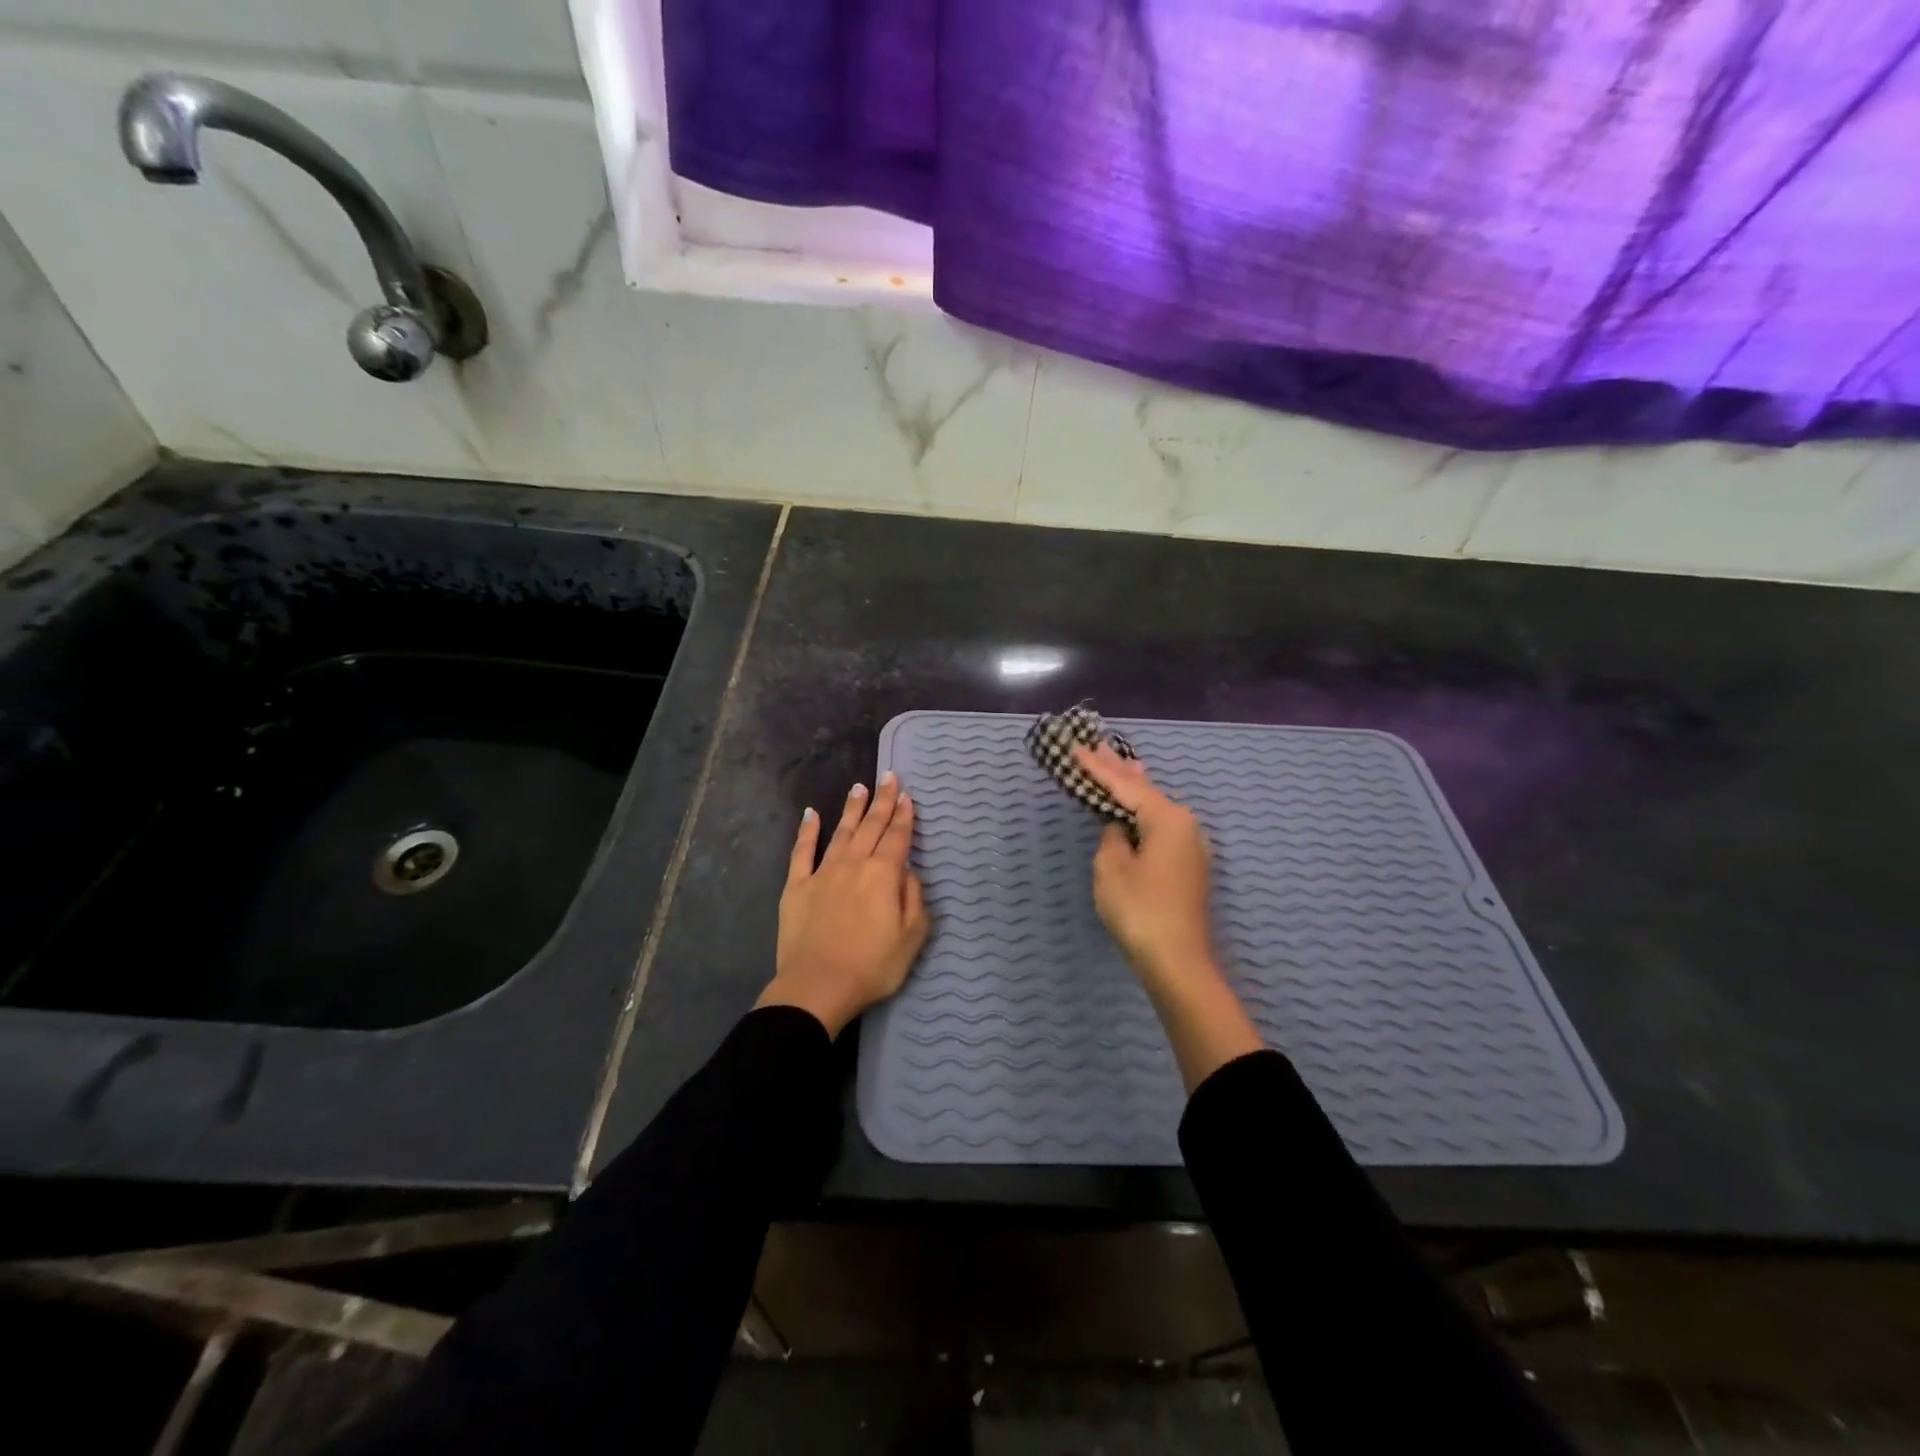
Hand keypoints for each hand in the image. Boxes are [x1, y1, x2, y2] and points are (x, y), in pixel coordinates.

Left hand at [757, 772, 929, 1037]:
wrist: (818, 986)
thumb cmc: (872, 966)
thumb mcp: (912, 937)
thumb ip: (914, 899)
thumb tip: (908, 872)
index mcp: (883, 874)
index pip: (897, 837)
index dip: (903, 815)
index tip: (906, 795)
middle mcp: (854, 864)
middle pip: (871, 826)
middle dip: (882, 801)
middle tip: (887, 777)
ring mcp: (823, 872)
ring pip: (841, 832)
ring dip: (852, 809)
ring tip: (858, 788)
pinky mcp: (797, 886)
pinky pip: (802, 851)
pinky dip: (807, 830)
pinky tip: (811, 814)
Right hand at [1074, 744, 1215, 985]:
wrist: (1177, 962)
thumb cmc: (1140, 910)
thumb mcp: (1111, 868)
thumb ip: (1111, 837)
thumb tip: (1119, 828)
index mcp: (1167, 818)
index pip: (1125, 785)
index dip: (1097, 767)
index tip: (1076, 748)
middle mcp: (1185, 824)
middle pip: (1145, 789)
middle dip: (1118, 769)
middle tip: (1097, 745)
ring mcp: (1190, 845)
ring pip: (1155, 807)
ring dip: (1133, 788)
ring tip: (1118, 764)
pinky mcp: (1187, 865)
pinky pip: (1160, 825)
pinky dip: (1142, 811)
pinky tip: (1136, 807)